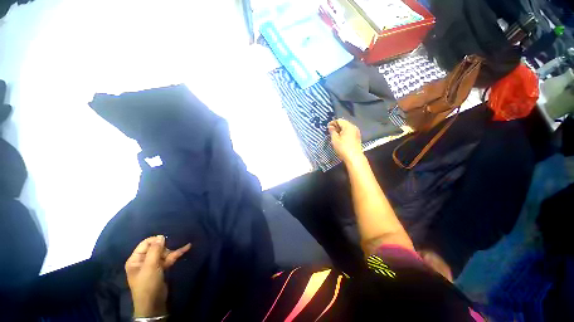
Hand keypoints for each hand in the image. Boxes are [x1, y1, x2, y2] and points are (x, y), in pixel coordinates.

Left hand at [125, 235, 190, 317]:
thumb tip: (161, 236)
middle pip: (156, 247)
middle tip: (171, 251)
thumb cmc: (148, 283)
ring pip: (164, 253)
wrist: (153, 303)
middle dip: (166, 247)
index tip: (167, 240)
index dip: (156, 240)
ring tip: (186, 247)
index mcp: (136, 259)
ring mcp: (153, 265)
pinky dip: (177, 254)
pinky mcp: (161, 269)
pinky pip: (169, 258)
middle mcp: (143, 260)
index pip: (145, 243)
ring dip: (173, 250)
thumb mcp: (150, 266)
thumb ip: (155, 250)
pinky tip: (187, 247)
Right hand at [328, 119, 363, 162]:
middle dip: (337, 126)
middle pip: (344, 123)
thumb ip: (332, 131)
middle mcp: (354, 127)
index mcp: (348, 126)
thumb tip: (330, 127)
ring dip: (340, 130)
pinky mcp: (357, 137)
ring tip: (335, 135)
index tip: (327, 127)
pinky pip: (350, 132)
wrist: (354, 157)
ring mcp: (356, 132)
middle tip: (330, 131)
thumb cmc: (343, 147)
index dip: (332, 123)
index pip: (339, 120)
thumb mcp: (335, 139)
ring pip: (347, 128)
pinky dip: (344, 133)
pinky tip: (341, 138)